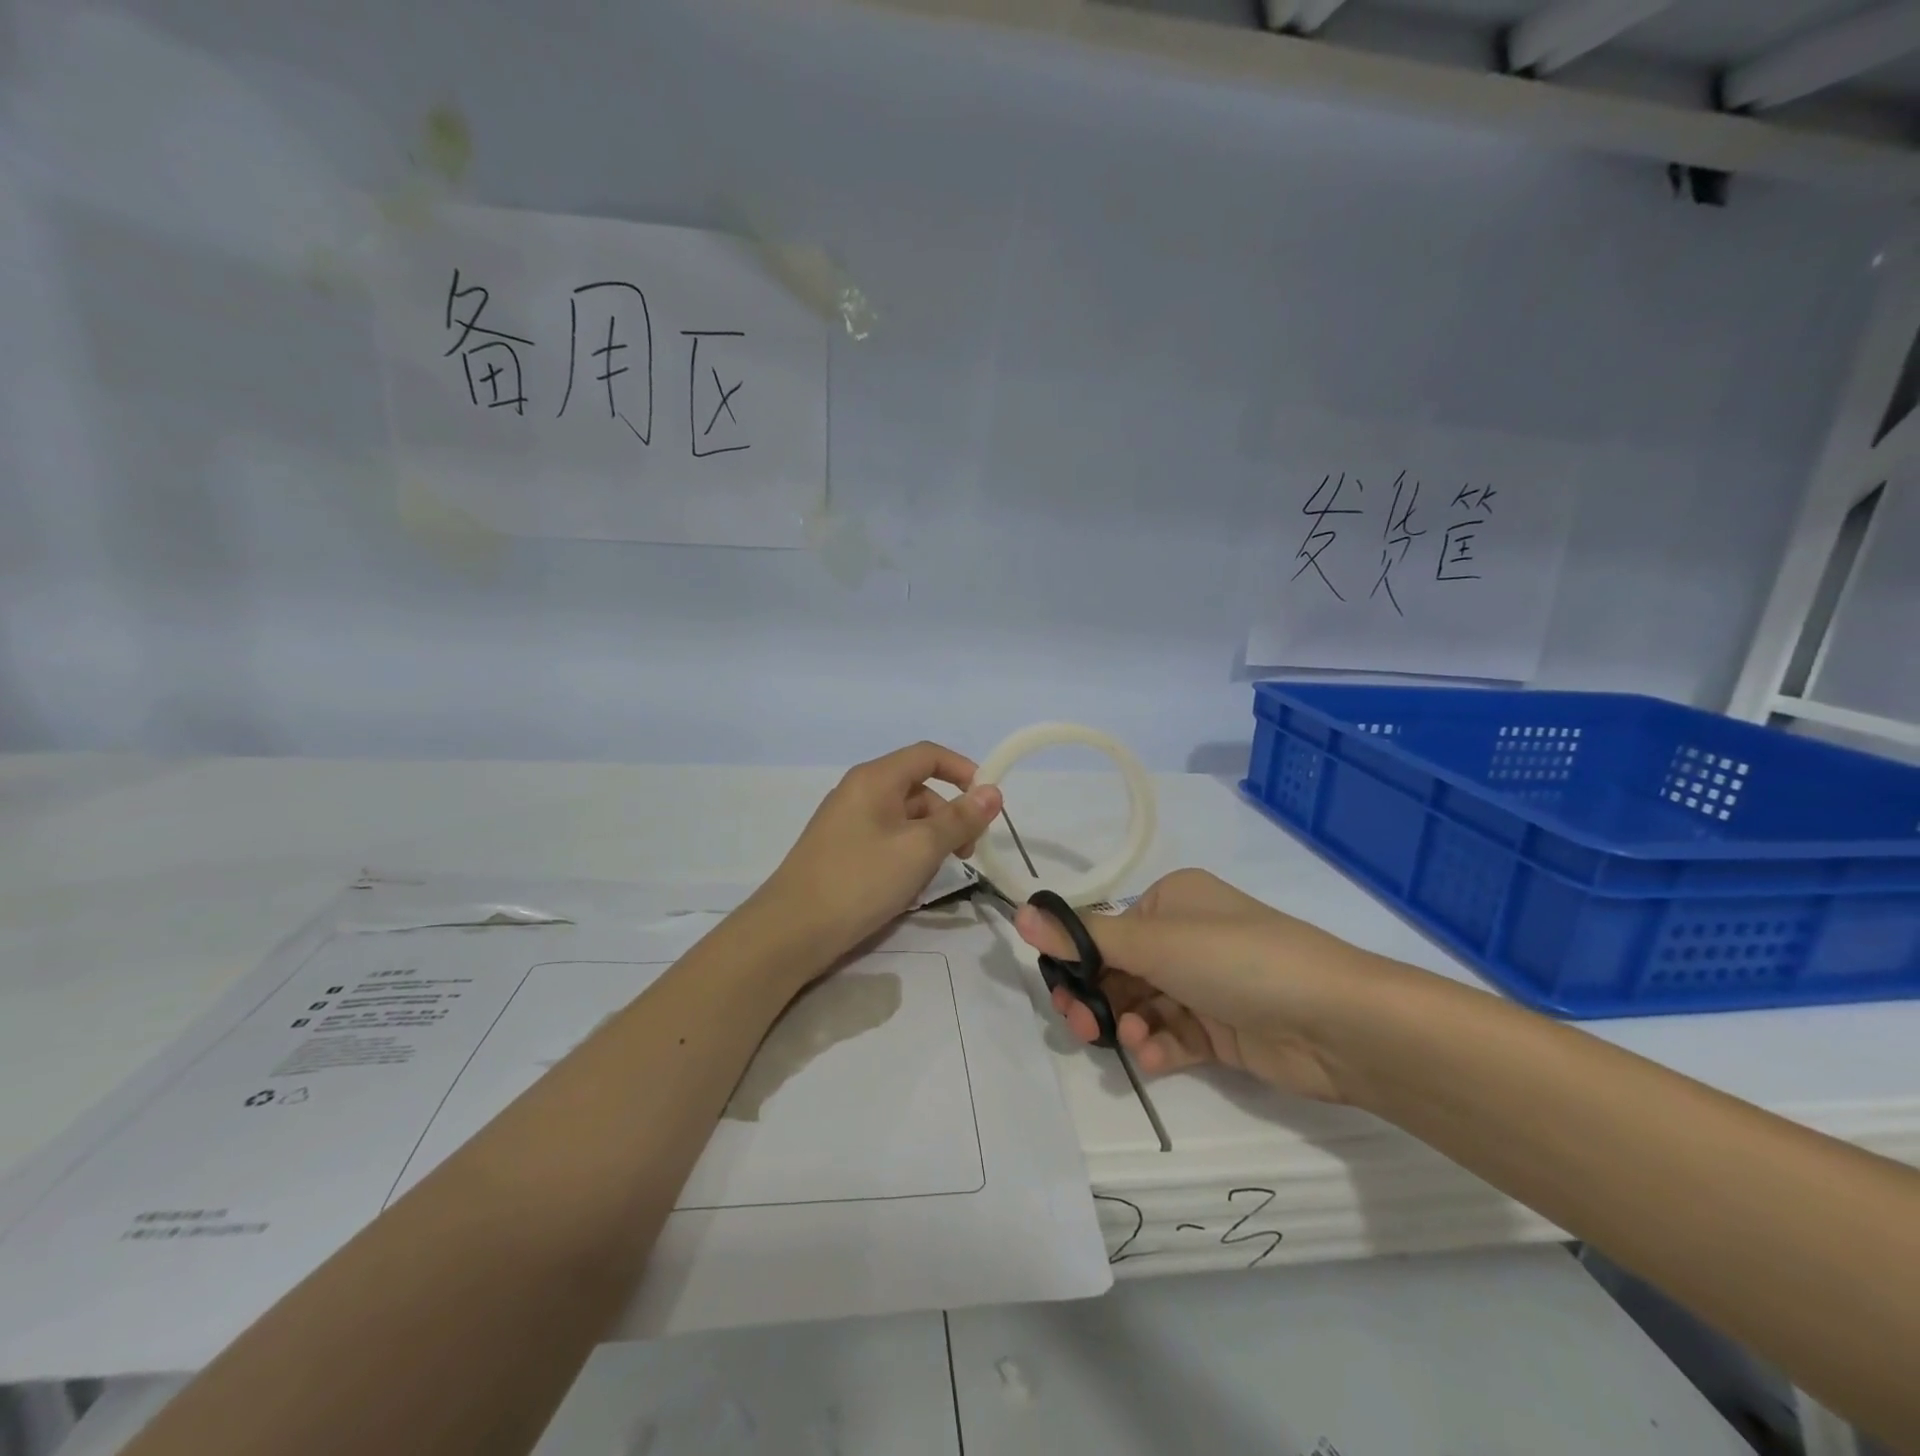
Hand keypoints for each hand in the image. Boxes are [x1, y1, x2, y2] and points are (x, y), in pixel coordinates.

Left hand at [758, 741, 1002, 963]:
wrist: (791, 931)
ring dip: (929, 842)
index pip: (928, 755)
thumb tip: (993, 792)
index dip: (963, 771)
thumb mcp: (920, 849)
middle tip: (966, 855)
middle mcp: (859, 791)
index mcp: (875, 778)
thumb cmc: (860, 880)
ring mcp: (847, 821)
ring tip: (930, 879)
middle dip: (949, 817)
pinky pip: (886, 839)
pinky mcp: (842, 849)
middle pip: (919, 789)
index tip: (988, 803)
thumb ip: (959, 819)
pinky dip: (906, 856)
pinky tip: (907, 888)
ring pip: (905, 819)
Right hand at [1015, 868, 1391, 1103]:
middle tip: (1080, 1024)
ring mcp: (1204, 985)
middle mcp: (1185, 937)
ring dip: (1127, 1024)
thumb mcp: (1154, 942)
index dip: (1076, 960)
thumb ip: (1085, 936)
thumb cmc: (1237, 960)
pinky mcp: (1220, 1029)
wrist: (1336, 1021)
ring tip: (1129, 1042)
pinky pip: (1172, 1035)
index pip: (1106, 929)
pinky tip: (1154, 1055)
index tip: (1058, 989)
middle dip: (1097, 998)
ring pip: (1142, 1006)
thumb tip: (1021, 913)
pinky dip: (1157, 1046)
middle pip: (1119, 970)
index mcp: (1172, 901)